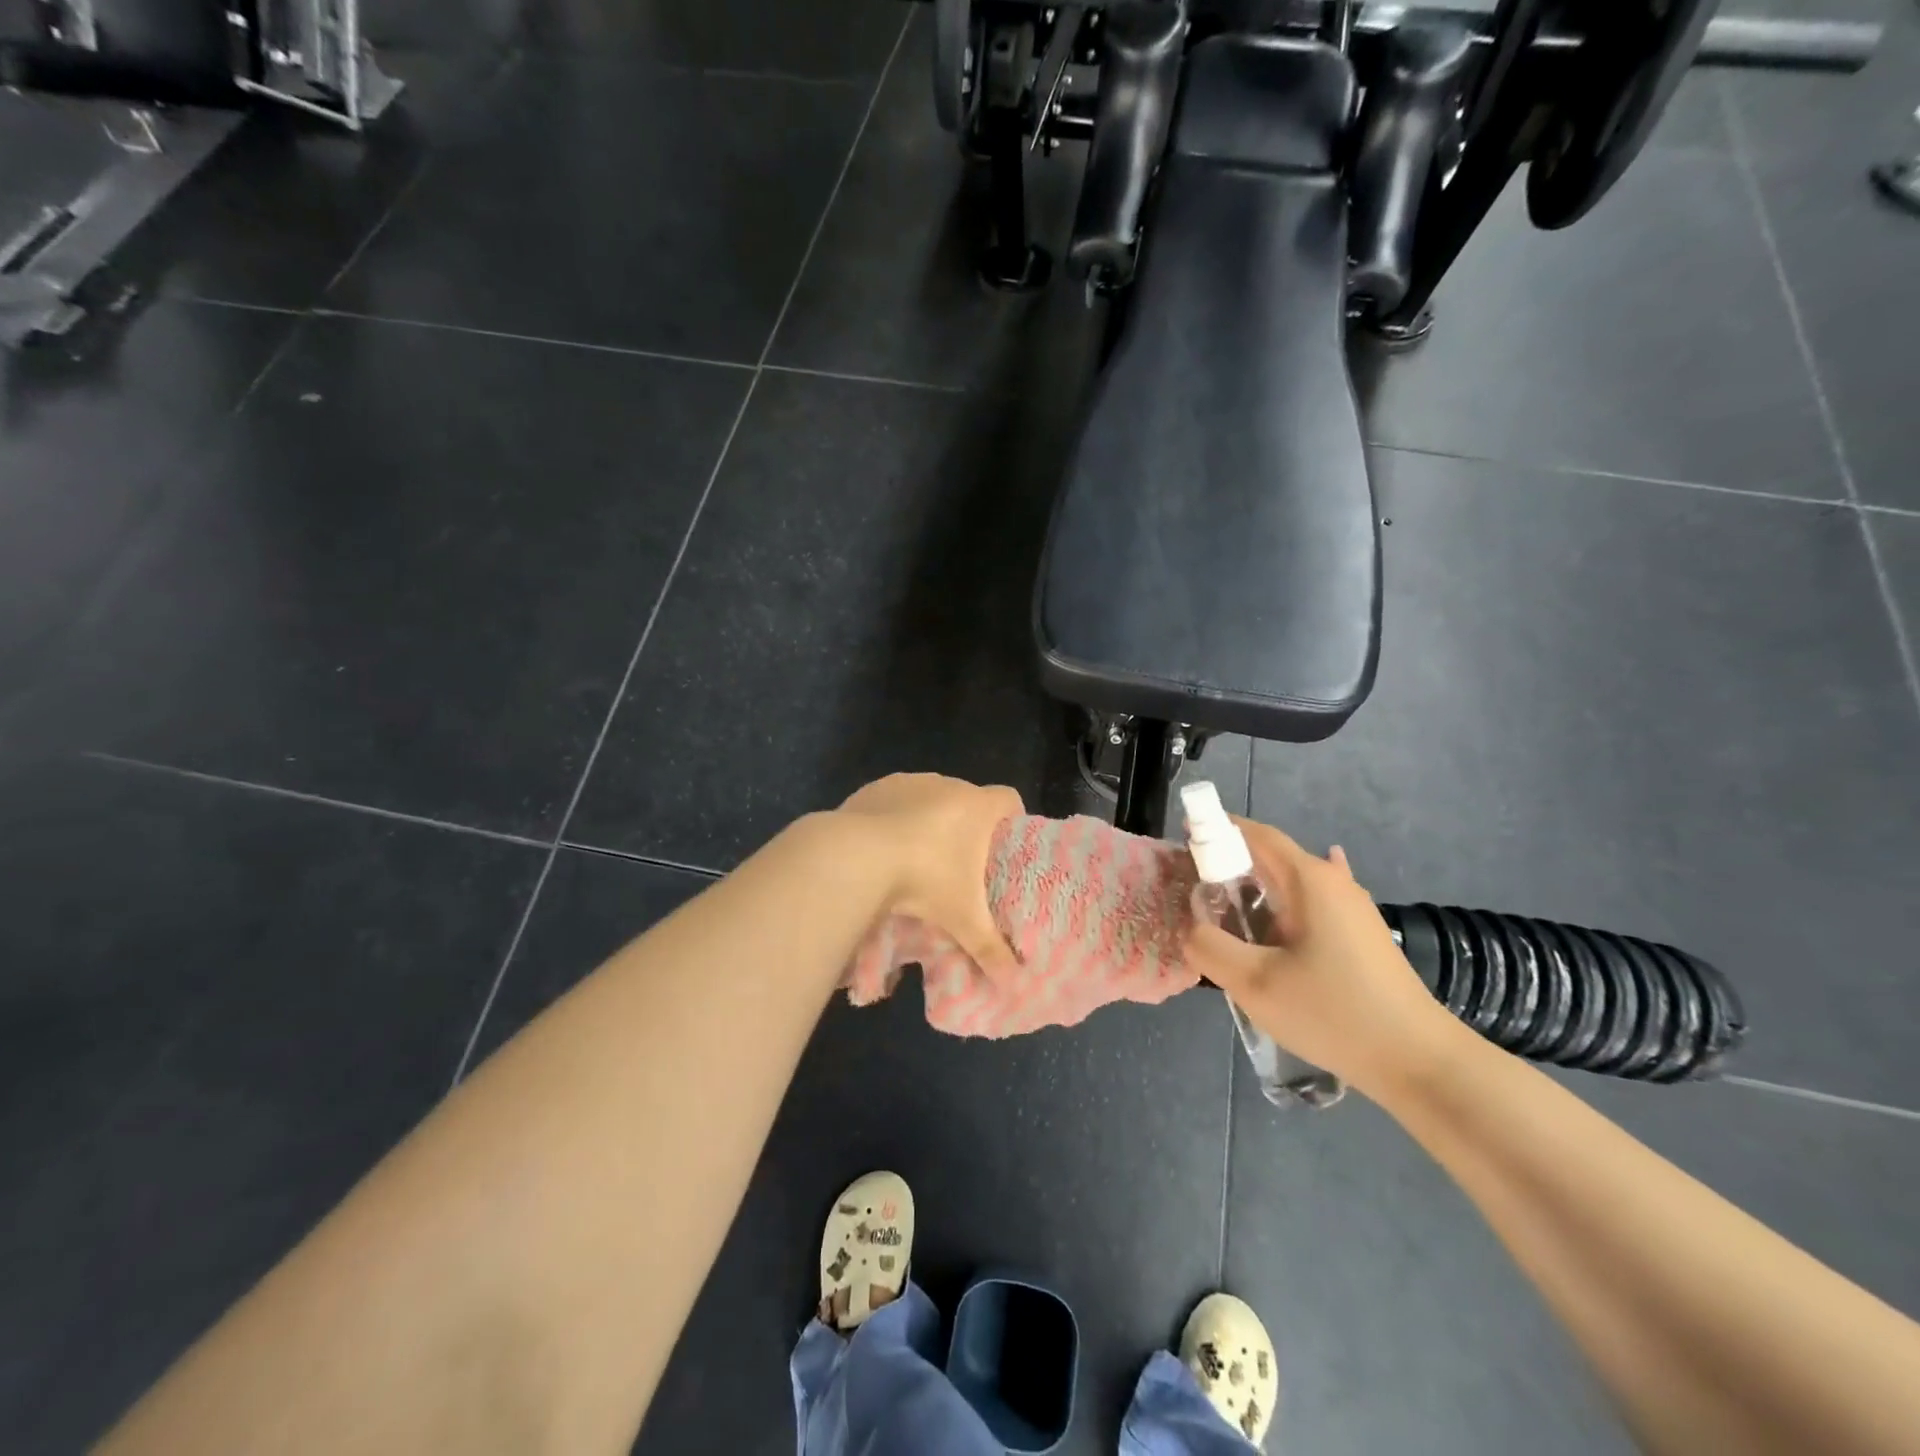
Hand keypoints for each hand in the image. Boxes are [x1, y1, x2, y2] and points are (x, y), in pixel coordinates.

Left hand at [837, 773, 1024, 980]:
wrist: (856, 857)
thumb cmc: (924, 880)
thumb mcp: (961, 919)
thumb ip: (989, 949)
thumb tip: (1013, 983)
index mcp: (976, 807)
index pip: (1009, 798)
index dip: (1011, 817)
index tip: (1005, 843)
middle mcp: (947, 785)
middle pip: (968, 799)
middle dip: (967, 826)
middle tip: (962, 864)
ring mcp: (909, 782)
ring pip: (929, 797)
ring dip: (929, 819)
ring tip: (919, 857)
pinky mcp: (876, 788)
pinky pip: (894, 800)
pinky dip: (894, 818)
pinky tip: (883, 848)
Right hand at [1185, 819, 1460, 1098]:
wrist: (1419, 1062)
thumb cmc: (1333, 1012)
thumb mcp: (1255, 983)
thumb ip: (1210, 947)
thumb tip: (1192, 929)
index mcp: (1309, 880)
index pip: (1256, 835)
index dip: (1217, 830)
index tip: (1184, 839)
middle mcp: (1334, 883)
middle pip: (1272, 858)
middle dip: (1229, 865)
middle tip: (1192, 891)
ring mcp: (1353, 910)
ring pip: (1291, 887)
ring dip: (1254, 892)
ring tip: (1222, 917)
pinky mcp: (1361, 938)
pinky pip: (1309, 909)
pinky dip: (1282, 909)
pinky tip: (1278, 919)